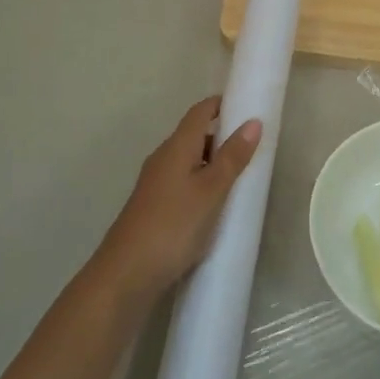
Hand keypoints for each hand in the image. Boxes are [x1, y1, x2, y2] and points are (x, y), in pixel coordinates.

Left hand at [95, 97, 261, 304]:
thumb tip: (254, 121)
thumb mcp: (212, 190)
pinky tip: (216, 203)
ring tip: (241, 176)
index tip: (248, 105)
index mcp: (177, 147)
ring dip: (213, 162)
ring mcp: (156, 183)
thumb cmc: (173, 225)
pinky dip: (202, 182)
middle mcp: (163, 158)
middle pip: (195, 135)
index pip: (200, 112)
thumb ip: (233, 157)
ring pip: (189, 160)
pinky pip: (184, 181)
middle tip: (254, 146)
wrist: (126, 275)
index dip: (222, 104)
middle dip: (223, 135)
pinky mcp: (154, 206)